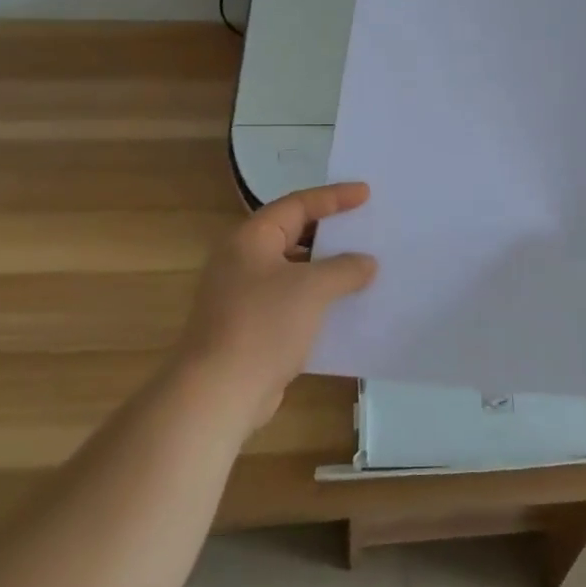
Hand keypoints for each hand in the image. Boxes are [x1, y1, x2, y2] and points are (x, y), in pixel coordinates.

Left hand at [173, 182, 378, 431]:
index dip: (334, 197)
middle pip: (293, 234)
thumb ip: (345, 268)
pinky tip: (345, 306)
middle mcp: (243, 260)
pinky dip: (317, 298)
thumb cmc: (264, 325)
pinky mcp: (251, 326)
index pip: (297, 205)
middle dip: (330, 232)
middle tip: (365, 226)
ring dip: (326, 268)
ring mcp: (244, 295)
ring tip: (364, 266)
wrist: (219, 392)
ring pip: (294, 270)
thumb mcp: (312, 288)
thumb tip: (366, 263)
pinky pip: (291, 300)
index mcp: (251, 239)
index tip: (366, 194)